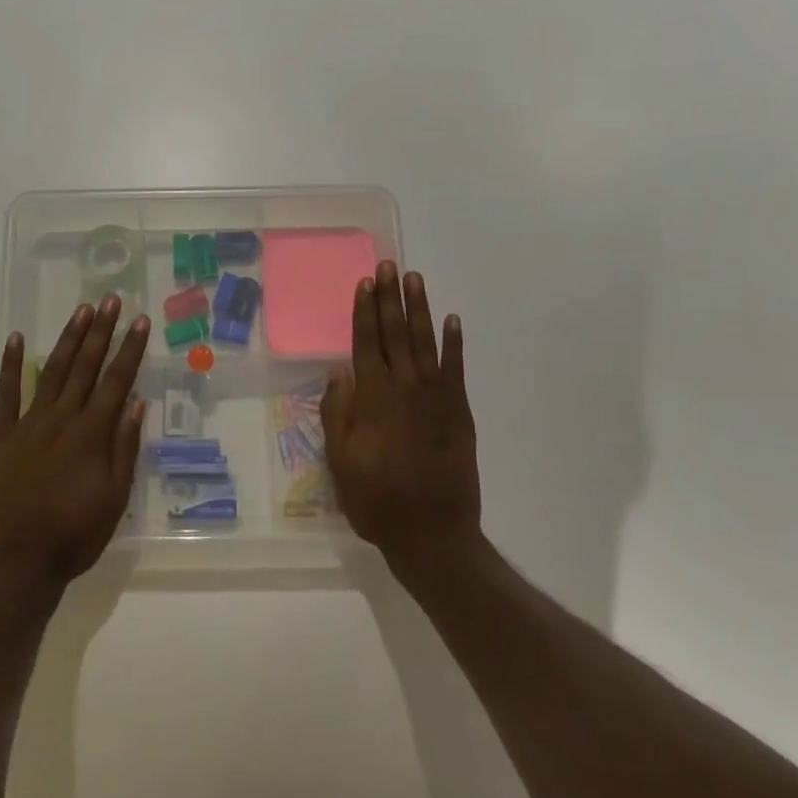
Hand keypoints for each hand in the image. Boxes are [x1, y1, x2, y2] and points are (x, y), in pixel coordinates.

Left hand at [0, 295, 149, 596]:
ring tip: (81, 311)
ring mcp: (28, 424)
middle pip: (85, 367)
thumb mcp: (114, 500)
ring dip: (68, 339)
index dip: (130, 349)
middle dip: (100, 331)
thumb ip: (125, 449)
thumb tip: (136, 404)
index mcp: (92, 435)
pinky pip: (7, 394)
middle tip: (110, 300)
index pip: (117, 381)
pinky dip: (12, 365)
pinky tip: (16, 339)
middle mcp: (62, 420)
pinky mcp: (1, 436)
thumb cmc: (73, 536)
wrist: (16, 565)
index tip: (140, 320)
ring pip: (52, 372)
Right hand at [321, 263, 482, 567]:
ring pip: (425, 342)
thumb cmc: (376, 499)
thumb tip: (338, 372)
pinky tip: (451, 320)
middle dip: (390, 297)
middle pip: (395, 333)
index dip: (364, 311)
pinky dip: (454, 343)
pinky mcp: (459, 411)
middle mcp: (404, 387)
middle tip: (389, 265)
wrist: (433, 533)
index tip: (365, 282)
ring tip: (415, 279)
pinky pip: (456, 368)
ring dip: (419, 309)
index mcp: (373, 398)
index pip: (366, 342)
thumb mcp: (340, 461)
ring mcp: (436, 397)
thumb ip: (338, 413)